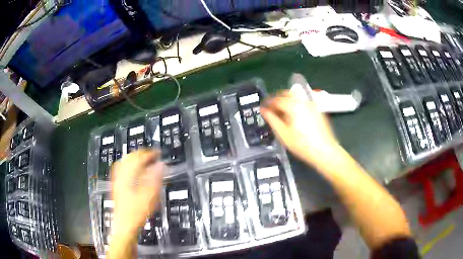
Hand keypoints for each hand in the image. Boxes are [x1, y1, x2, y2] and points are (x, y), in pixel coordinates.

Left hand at [111, 150, 163, 236]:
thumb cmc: (136, 212)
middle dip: (141, 154)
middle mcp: (120, 175)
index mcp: (128, 176)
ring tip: (144, 160)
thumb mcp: (149, 196)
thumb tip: (160, 165)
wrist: (125, 226)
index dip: (149, 153)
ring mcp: (117, 180)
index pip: (138, 157)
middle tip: (152, 156)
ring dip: (135, 158)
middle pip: (129, 157)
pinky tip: (133, 170)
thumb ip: (155, 179)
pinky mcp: (117, 186)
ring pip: (124, 162)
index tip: (158, 153)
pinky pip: (121, 169)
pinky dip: (129, 166)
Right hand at [261, 91, 341, 168]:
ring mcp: (311, 104)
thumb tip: (263, 110)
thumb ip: (272, 119)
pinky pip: (302, 101)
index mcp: (293, 105)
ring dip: (286, 100)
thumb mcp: (283, 134)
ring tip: (281, 112)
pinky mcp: (316, 109)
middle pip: (286, 93)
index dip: (267, 102)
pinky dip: (295, 103)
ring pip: (295, 96)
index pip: (276, 99)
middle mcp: (302, 100)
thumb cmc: (301, 144)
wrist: (324, 150)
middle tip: (271, 108)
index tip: (262, 107)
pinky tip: (293, 115)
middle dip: (277, 99)